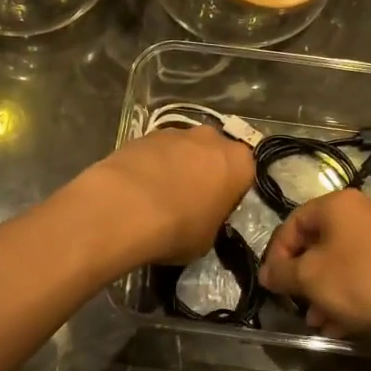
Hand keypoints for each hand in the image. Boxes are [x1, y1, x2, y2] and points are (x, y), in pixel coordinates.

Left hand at [77, 126, 254, 266]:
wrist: (126, 207)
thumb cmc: (179, 227)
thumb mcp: (208, 239)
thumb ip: (212, 221)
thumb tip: (201, 219)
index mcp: (238, 162)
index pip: (244, 174)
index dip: (230, 193)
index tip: (216, 210)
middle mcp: (212, 138)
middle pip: (213, 154)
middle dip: (204, 172)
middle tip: (189, 201)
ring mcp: (176, 132)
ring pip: (183, 149)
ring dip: (176, 167)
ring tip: (157, 197)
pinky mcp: (144, 134)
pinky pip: (155, 151)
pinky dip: (150, 166)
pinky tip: (137, 190)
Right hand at [259, 190, 370, 338]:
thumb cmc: (359, 281)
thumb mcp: (309, 277)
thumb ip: (281, 272)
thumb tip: (266, 273)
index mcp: (337, 204)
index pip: (293, 223)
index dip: (277, 254)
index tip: (273, 283)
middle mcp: (361, 211)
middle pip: (317, 243)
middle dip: (303, 278)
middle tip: (295, 303)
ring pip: (340, 262)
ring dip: (323, 291)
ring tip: (317, 321)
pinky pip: (361, 272)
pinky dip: (347, 294)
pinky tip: (340, 325)